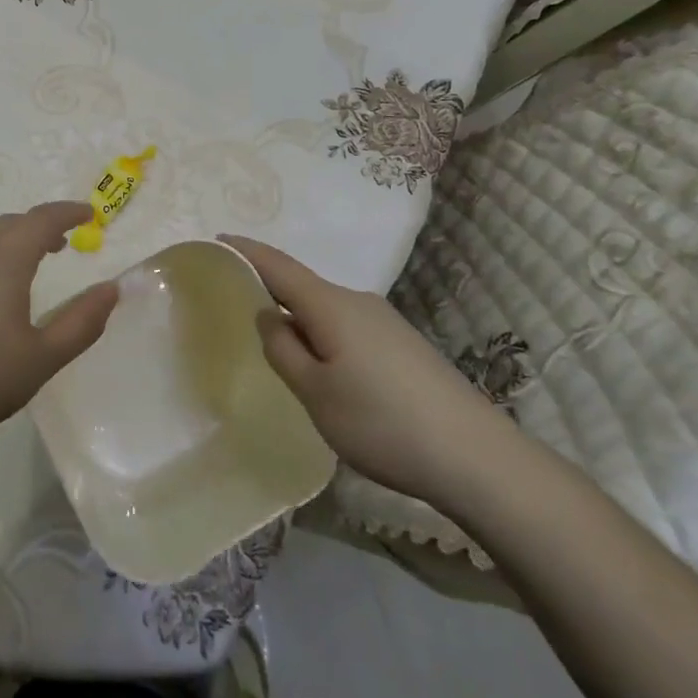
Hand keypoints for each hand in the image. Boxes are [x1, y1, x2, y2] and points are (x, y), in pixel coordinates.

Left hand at [0, 201, 117, 456]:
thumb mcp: (42, 359)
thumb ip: (82, 322)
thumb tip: (112, 288)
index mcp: (4, 261)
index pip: (41, 219)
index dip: (67, 212)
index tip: (88, 213)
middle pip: (8, 224)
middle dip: (37, 226)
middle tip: (59, 243)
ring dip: (7, 243)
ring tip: (22, 270)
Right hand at [221, 235, 514, 504]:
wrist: (479, 458)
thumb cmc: (383, 423)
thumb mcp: (316, 393)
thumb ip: (283, 350)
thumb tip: (268, 316)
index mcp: (331, 306)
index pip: (278, 266)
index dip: (246, 251)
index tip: (218, 239)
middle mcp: (358, 302)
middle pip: (302, 287)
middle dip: (270, 292)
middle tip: (236, 309)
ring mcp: (385, 323)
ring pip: (326, 312)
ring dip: (299, 322)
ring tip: (279, 352)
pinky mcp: (402, 346)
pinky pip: (347, 328)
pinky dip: (323, 337)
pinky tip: (325, 373)